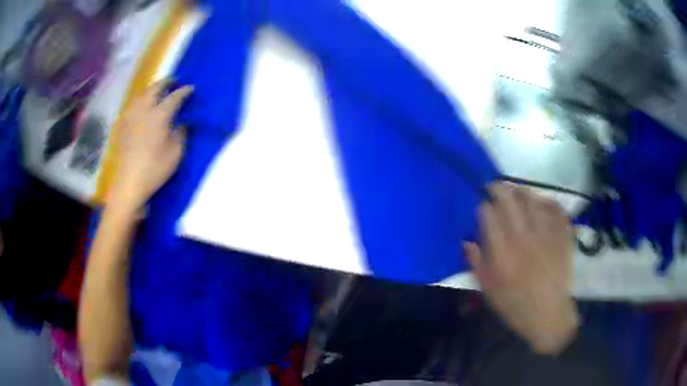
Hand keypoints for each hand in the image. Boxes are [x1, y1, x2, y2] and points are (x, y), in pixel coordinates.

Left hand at [110, 82, 192, 210]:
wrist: (128, 183)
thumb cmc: (155, 169)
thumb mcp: (175, 153)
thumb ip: (181, 134)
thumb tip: (183, 123)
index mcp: (159, 115)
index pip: (174, 97)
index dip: (184, 91)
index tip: (191, 88)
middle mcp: (144, 110)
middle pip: (155, 88)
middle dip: (166, 82)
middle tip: (173, 81)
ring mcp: (131, 116)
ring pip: (142, 95)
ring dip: (151, 90)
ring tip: (158, 91)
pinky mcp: (123, 125)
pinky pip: (133, 105)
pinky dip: (141, 101)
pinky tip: (142, 107)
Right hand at [464, 183, 578, 354]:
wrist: (548, 314)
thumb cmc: (515, 305)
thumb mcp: (488, 290)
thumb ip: (476, 263)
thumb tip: (466, 241)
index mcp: (502, 251)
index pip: (488, 213)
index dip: (483, 206)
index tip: (482, 207)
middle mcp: (522, 235)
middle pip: (507, 197)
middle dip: (497, 188)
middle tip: (494, 189)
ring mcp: (544, 232)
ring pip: (530, 197)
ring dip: (519, 192)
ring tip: (516, 195)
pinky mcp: (561, 233)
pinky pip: (553, 206)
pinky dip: (545, 200)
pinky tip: (540, 204)